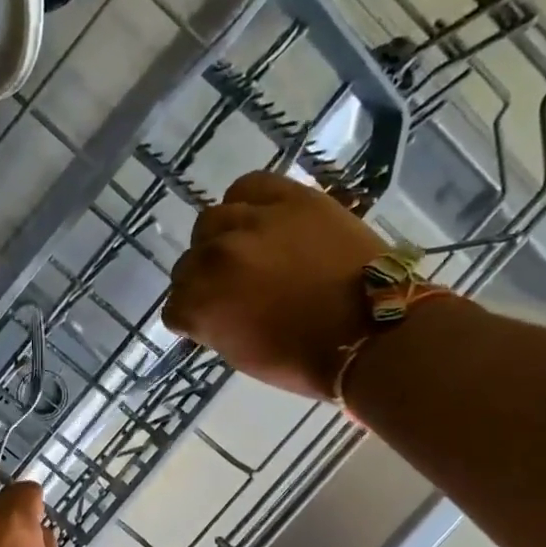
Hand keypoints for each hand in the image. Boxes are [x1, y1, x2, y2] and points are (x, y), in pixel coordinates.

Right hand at [163, 171, 389, 400]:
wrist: (371, 333)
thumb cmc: (305, 359)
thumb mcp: (243, 356)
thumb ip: (215, 327)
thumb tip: (209, 312)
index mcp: (202, 306)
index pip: (174, 306)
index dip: (192, 317)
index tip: (211, 322)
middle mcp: (216, 259)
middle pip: (188, 263)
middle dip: (203, 280)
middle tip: (231, 289)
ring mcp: (251, 224)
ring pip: (210, 222)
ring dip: (219, 240)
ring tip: (244, 250)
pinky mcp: (289, 199)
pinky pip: (248, 187)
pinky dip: (246, 202)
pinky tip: (257, 218)